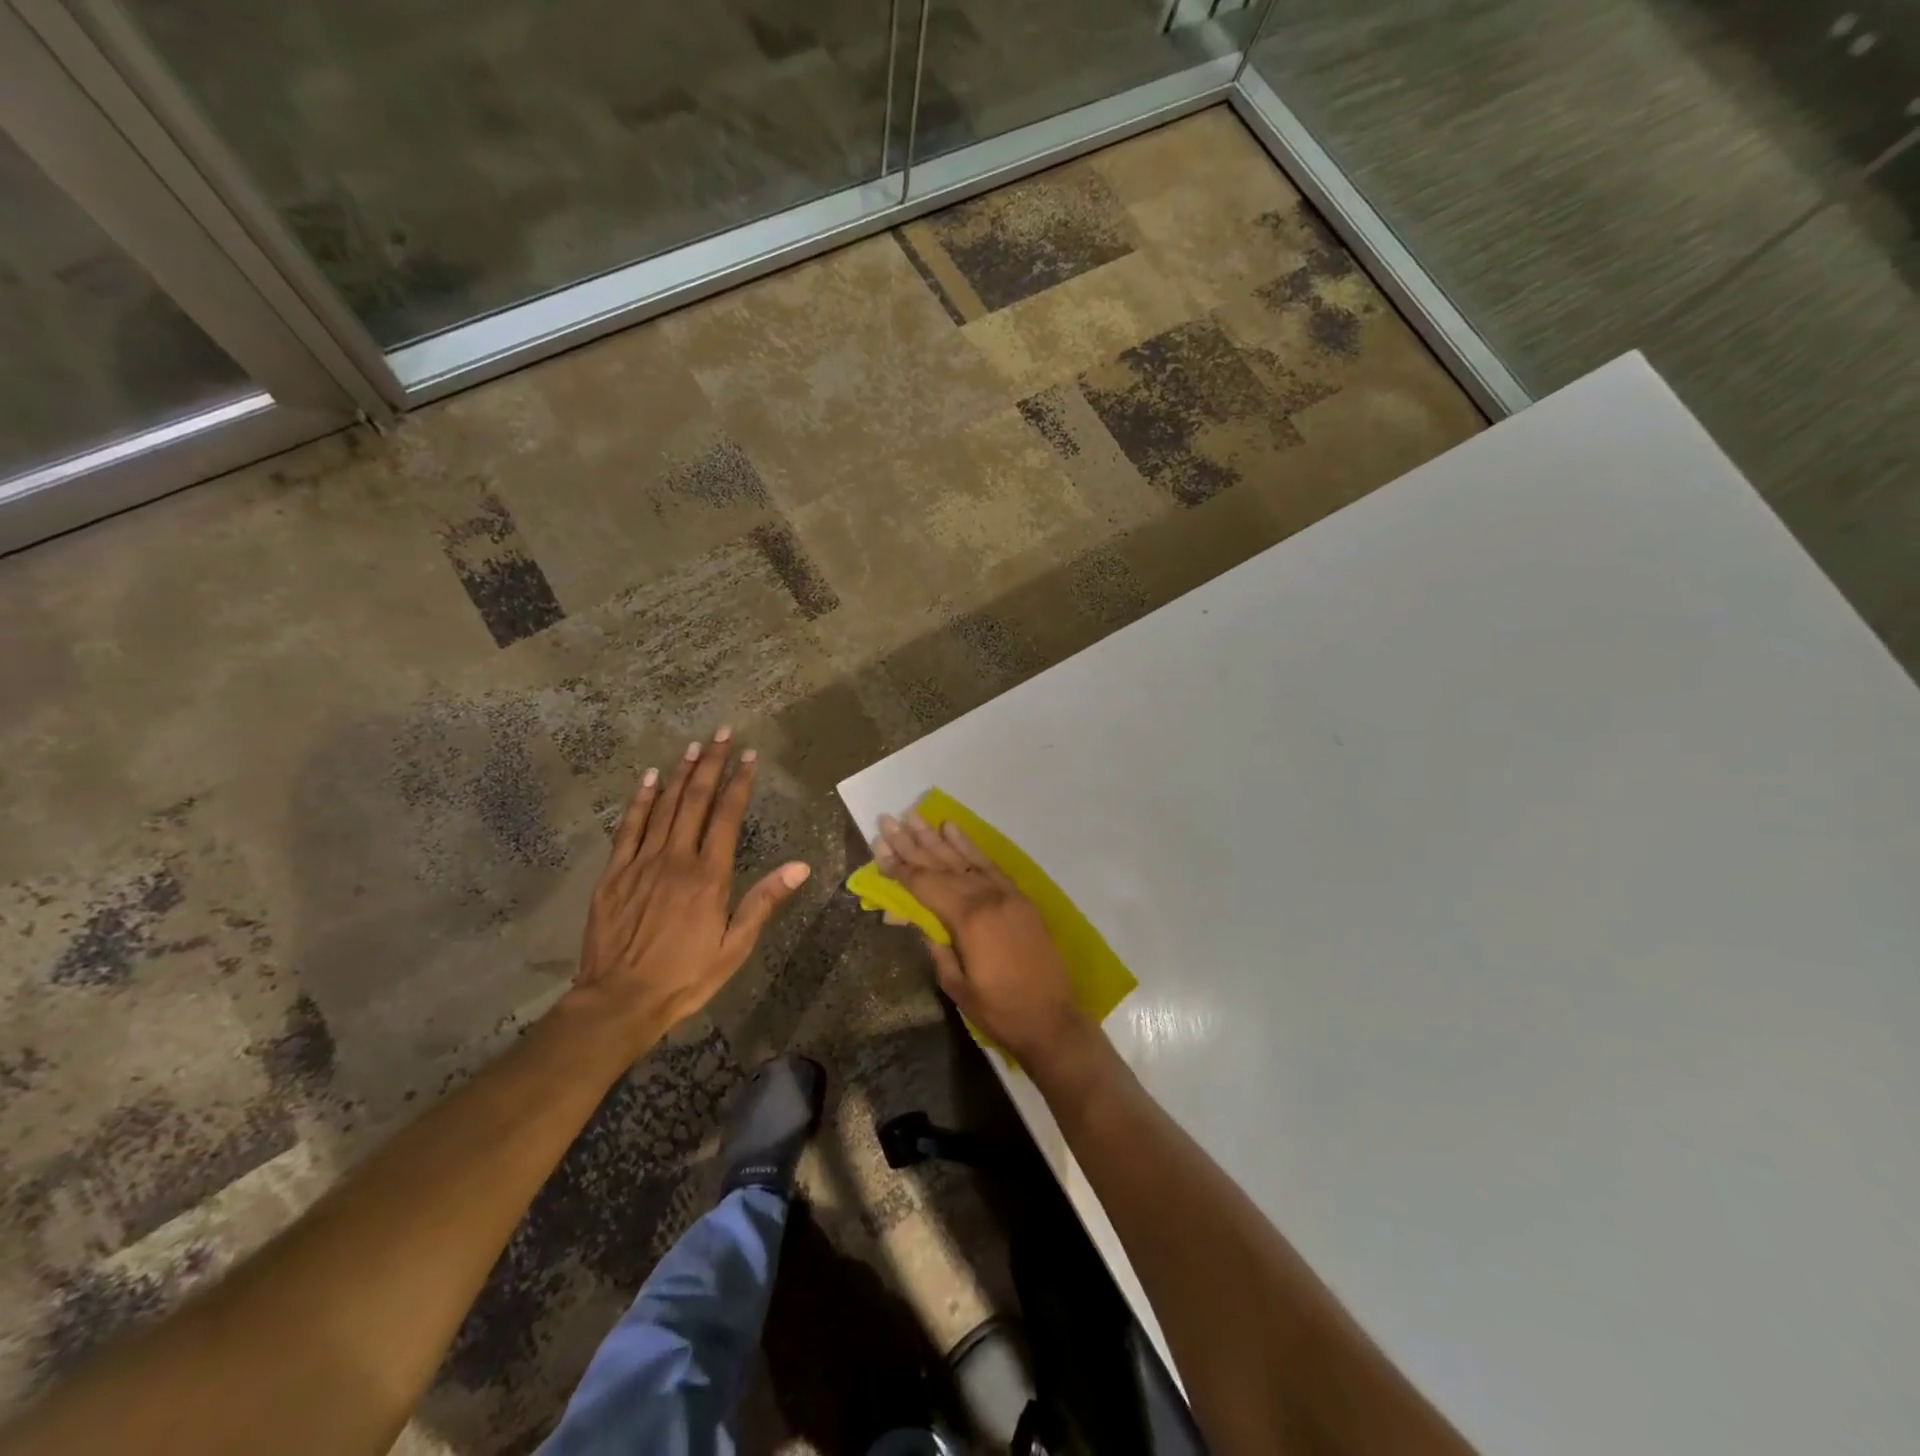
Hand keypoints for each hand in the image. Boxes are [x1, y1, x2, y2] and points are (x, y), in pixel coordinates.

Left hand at [567, 728, 809, 1047]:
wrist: (619, 1001)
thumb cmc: (686, 976)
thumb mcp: (735, 946)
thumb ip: (764, 901)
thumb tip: (800, 866)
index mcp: (709, 875)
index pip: (727, 815)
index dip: (739, 782)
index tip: (749, 756)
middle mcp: (676, 859)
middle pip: (695, 800)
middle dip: (710, 764)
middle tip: (720, 733)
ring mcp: (641, 863)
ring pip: (663, 807)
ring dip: (679, 773)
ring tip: (692, 746)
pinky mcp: (614, 874)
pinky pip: (628, 828)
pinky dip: (639, 800)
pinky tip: (648, 779)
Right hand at [875, 814, 1090, 1068]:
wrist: (1052, 1020)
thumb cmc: (999, 1010)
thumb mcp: (956, 984)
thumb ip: (935, 946)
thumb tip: (915, 920)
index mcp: (967, 919)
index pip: (924, 885)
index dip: (899, 868)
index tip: (878, 847)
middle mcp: (986, 896)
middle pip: (940, 865)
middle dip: (911, 843)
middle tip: (887, 820)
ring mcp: (1006, 893)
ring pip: (964, 858)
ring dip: (936, 837)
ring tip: (914, 816)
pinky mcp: (1019, 897)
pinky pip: (989, 864)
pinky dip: (970, 846)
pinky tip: (953, 829)